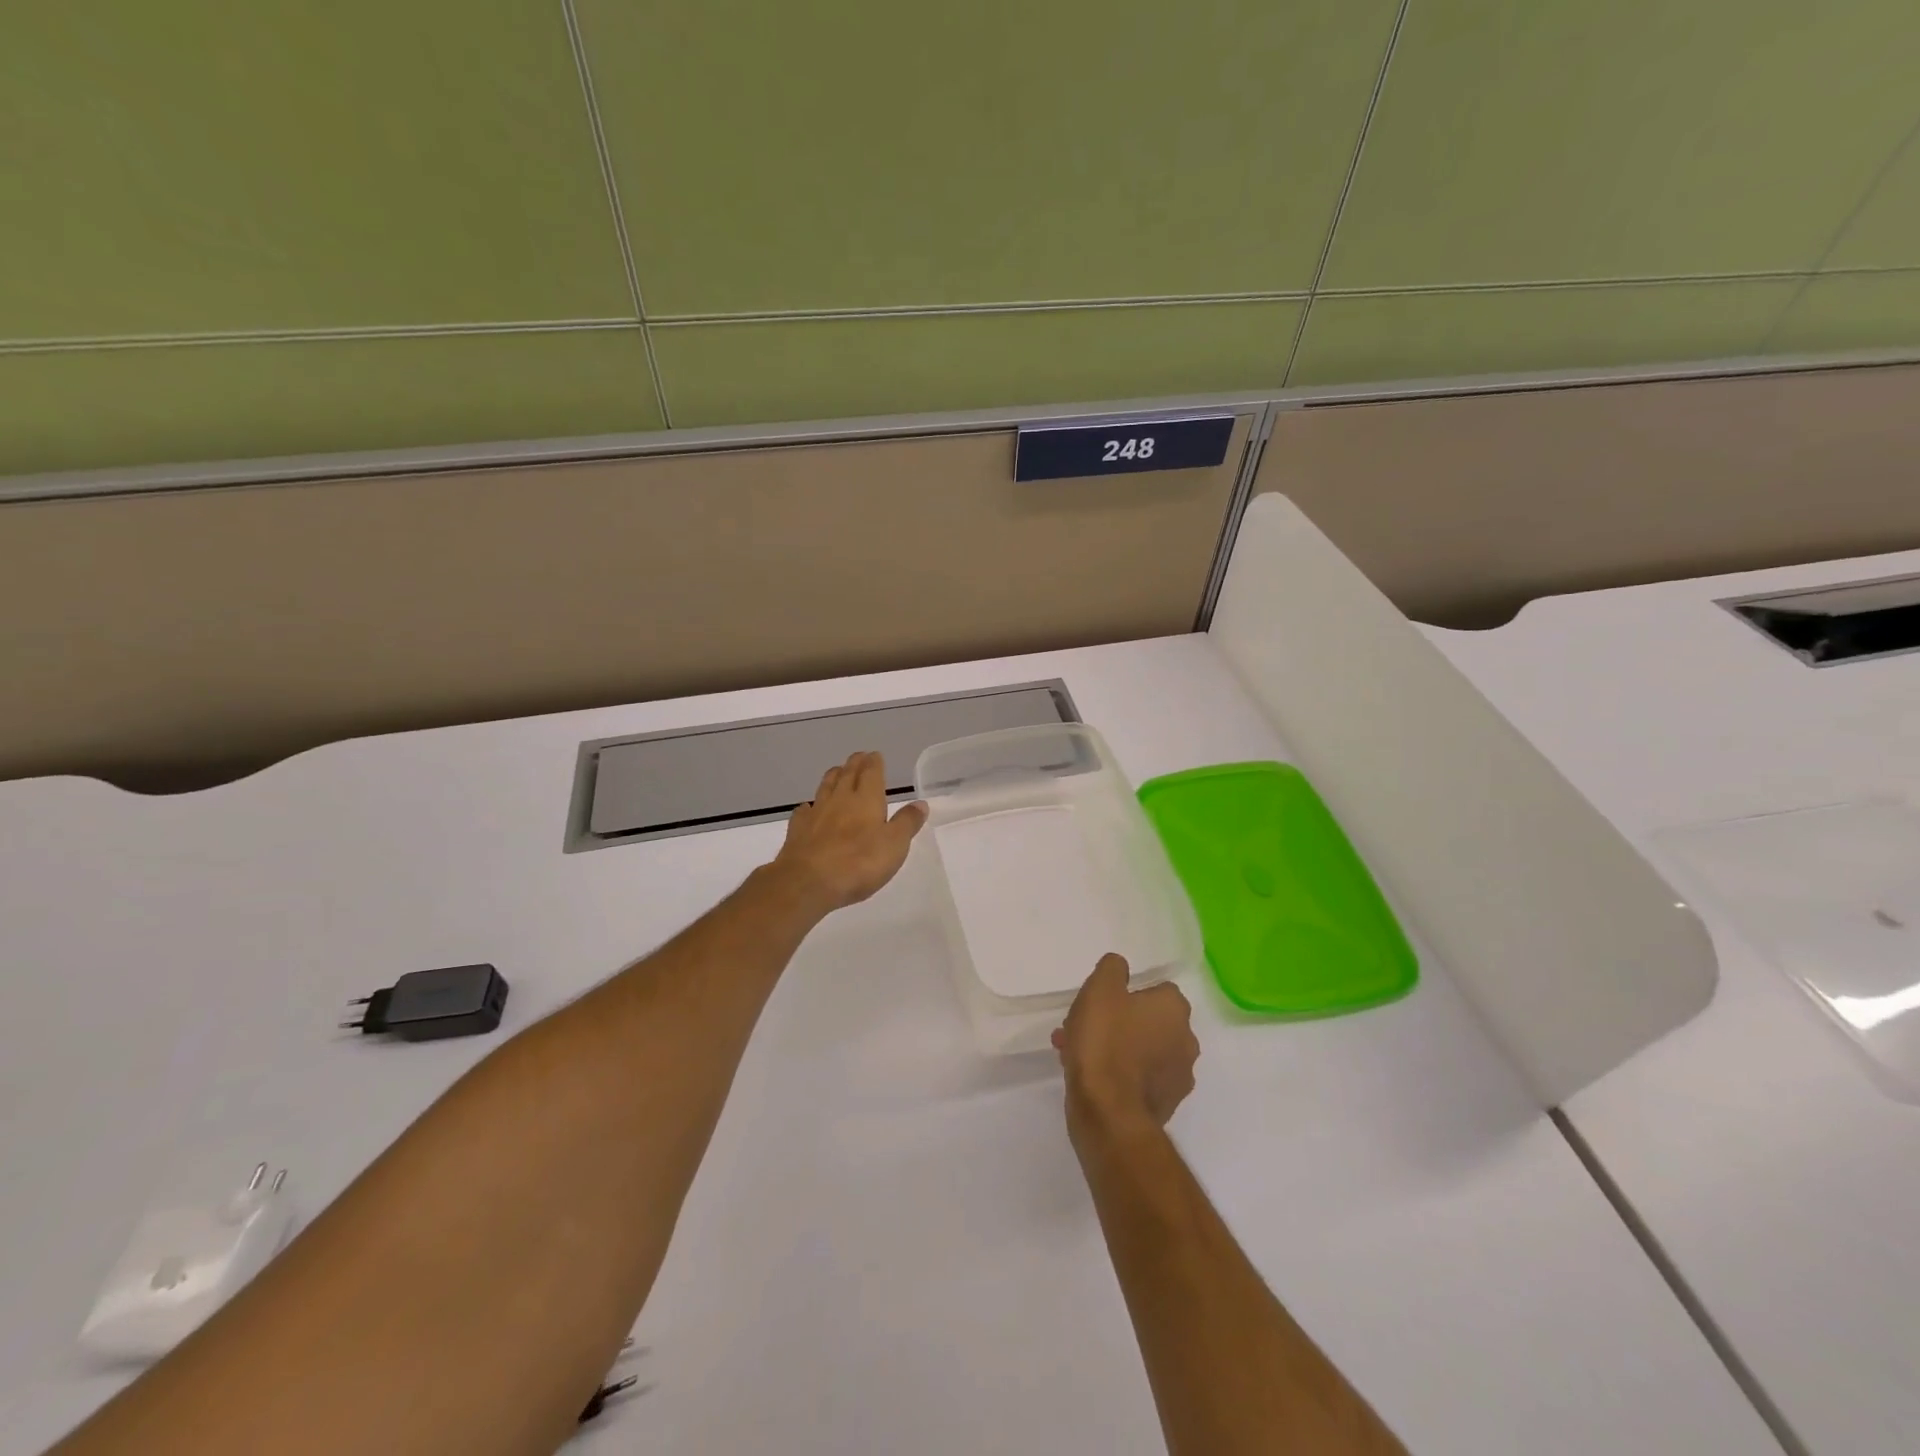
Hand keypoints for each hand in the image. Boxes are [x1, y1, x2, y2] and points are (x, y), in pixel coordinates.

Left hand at [772, 752, 927, 913]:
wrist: (808, 882)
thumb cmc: (859, 863)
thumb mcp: (895, 845)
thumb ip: (907, 822)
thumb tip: (920, 803)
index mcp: (866, 799)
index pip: (871, 772)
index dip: (874, 762)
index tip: (875, 755)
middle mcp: (840, 799)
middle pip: (847, 774)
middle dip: (855, 764)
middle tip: (858, 757)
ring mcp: (816, 813)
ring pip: (825, 787)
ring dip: (833, 777)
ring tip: (837, 771)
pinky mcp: (798, 830)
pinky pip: (804, 811)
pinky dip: (809, 806)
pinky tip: (809, 808)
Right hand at [1053, 954, 1198, 1145]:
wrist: (1109, 1113)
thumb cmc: (1105, 1042)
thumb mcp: (1100, 990)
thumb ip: (1112, 969)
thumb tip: (1120, 966)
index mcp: (1175, 1010)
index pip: (1157, 990)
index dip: (1127, 993)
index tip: (1102, 1002)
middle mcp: (1186, 1040)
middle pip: (1148, 1022)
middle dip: (1117, 1022)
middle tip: (1084, 1027)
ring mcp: (1178, 1077)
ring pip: (1141, 1051)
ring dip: (1115, 1048)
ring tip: (1076, 1052)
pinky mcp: (1165, 1105)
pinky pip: (1139, 1079)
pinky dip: (1119, 1074)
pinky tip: (1091, 1076)